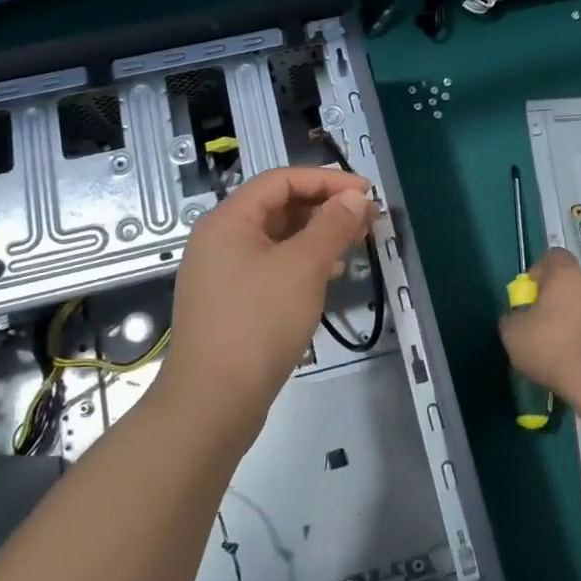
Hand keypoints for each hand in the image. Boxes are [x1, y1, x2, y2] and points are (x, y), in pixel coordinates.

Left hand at [160, 167, 375, 425]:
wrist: (213, 401)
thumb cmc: (258, 323)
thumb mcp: (303, 267)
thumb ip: (332, 225)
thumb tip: (356, 197)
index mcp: (229, 220)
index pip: (282, 180)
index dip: (327, 180)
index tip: (367, 194)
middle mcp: (220, 239)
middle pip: (278, 206)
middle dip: (325, 208)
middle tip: (367, 221)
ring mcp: (222, 272)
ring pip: (277, 238)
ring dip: (317, 235)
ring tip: (355, 245)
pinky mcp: (231, 301)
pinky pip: (271, 266)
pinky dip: (302, 262)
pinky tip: (329, 275)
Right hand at [498, 247, 580, 401]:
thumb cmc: (552, 347)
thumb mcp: (513, 334)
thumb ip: (512, 317)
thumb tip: (518, 316)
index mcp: (565, 274)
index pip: (552, 257)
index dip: (538, 273)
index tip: (529, 296)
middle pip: (571, 282)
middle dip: (558, 299)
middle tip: (543, 325)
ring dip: (576, 318)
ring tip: (563, 347)